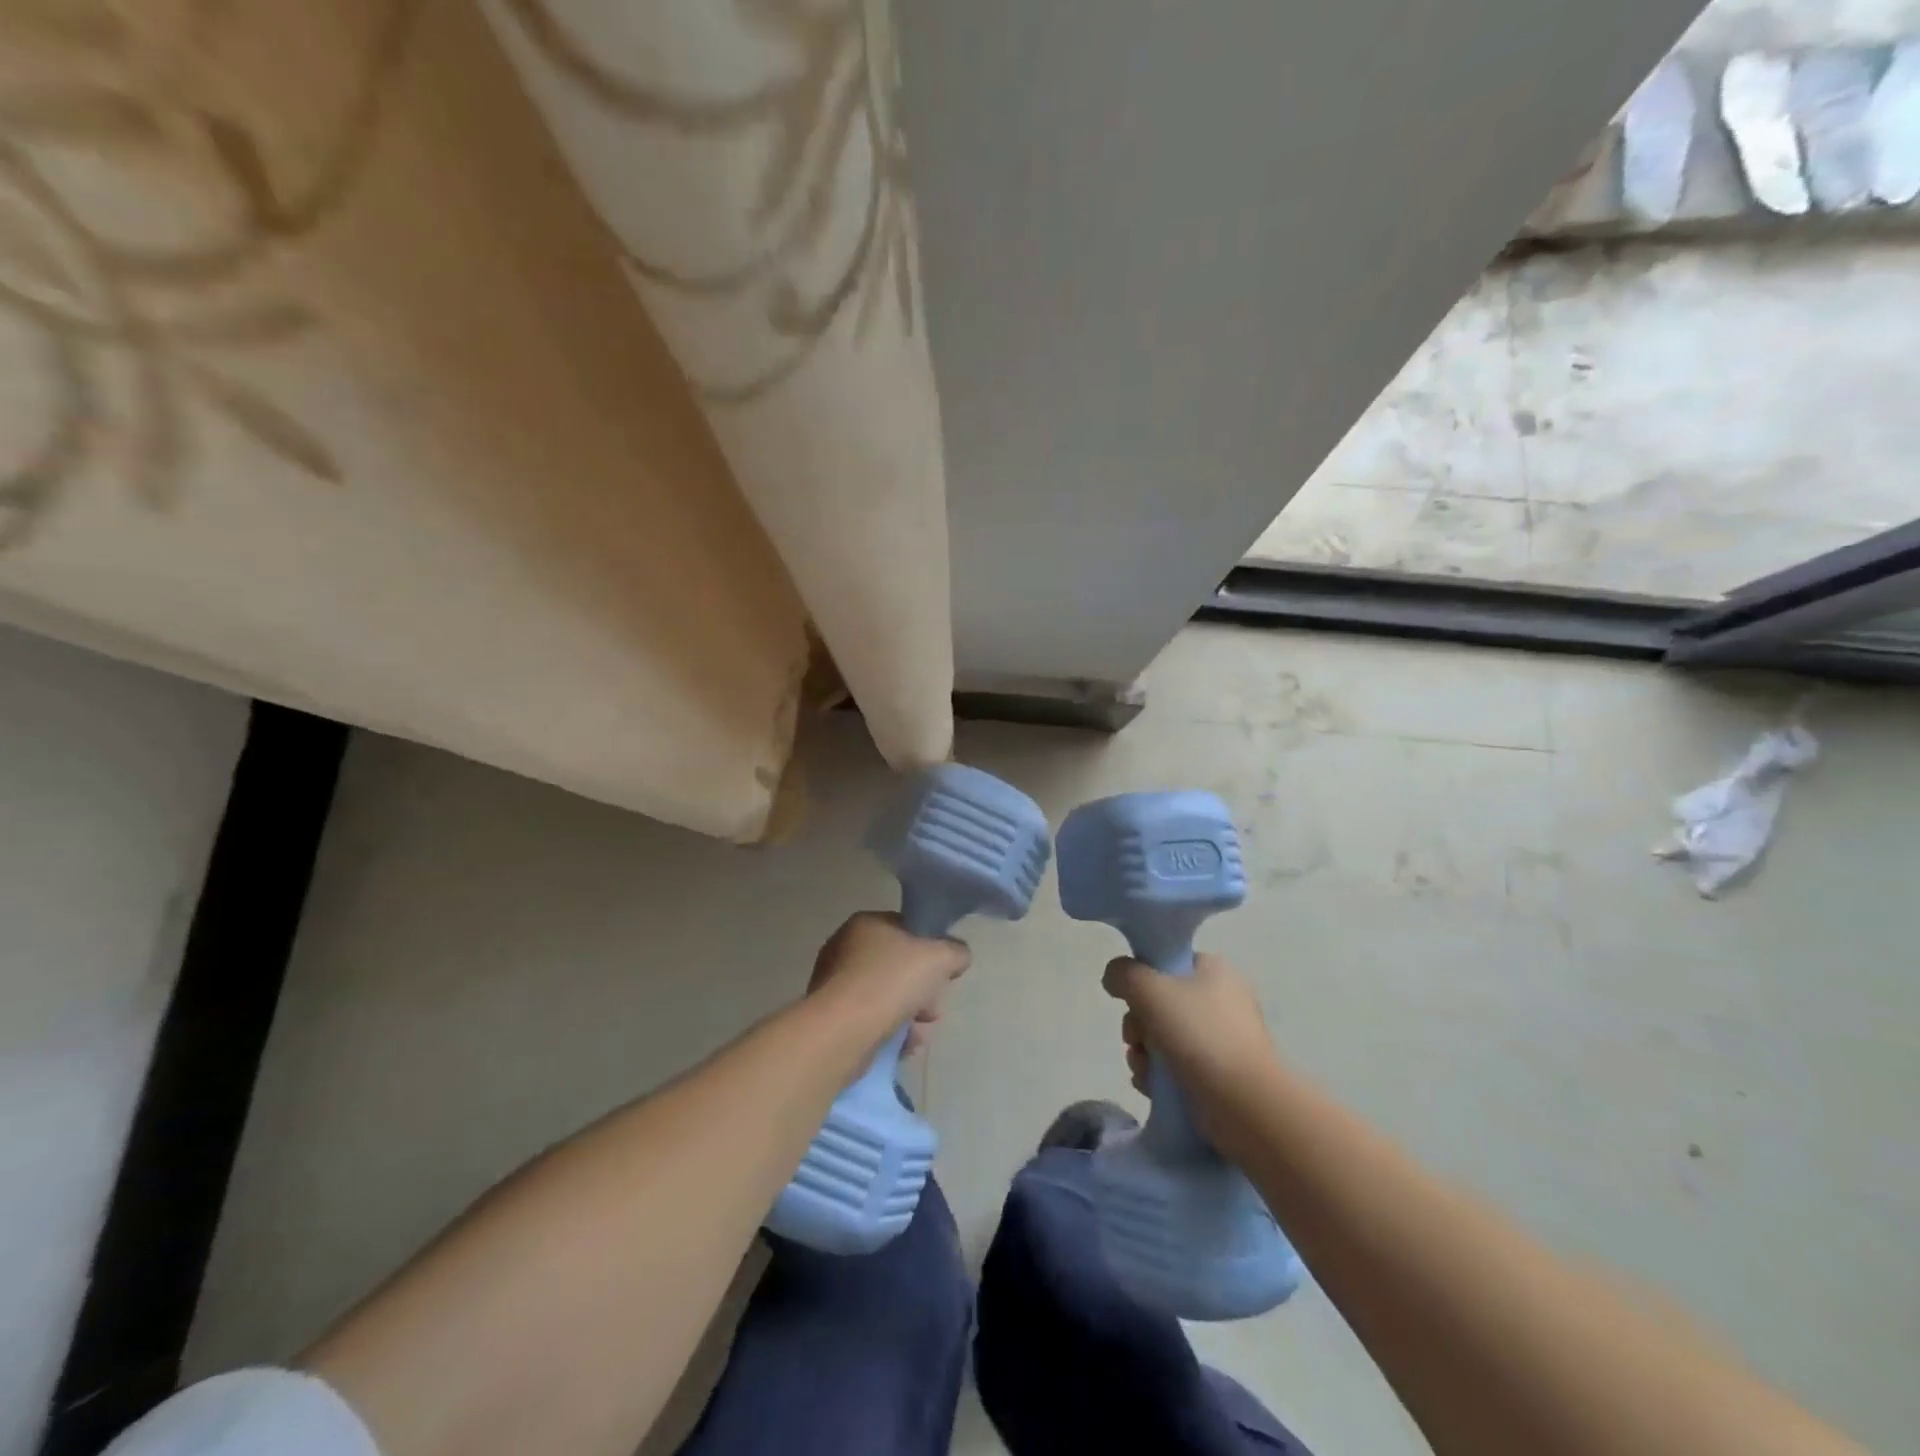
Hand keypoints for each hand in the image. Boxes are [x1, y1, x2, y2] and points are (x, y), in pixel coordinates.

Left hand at [807, 912, 969, 1053]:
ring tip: (919, 1036)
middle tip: (933, 1011)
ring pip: (886, 996)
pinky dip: (889, 1031)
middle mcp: (845, 947)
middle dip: (922, 991)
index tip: (943, 974)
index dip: (930, 949)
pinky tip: (903, 1047)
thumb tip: (959, 956)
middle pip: (898, 967)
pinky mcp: (832, 1016)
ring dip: (909, 1016)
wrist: (843, 1030)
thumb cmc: (891, 981)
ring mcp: (834, 983)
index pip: (906, 929)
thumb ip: (955, 952)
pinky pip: (870, 1019)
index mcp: (866, 923)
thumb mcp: (939, 957)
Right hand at [1103, 953, 1280, 1130]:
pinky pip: (1175, 1067)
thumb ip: (1123, 974)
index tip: (1132, 1000)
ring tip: (1144, 1069)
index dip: (1142, 980)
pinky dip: (1158, 1076)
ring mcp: (1221, 1040)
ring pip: (1163, 1037)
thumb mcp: (1150, 990)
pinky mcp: (1217, 1075)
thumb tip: (1114, 978)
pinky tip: (1150, 1087)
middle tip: (1136, 1039)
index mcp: (1214, 971)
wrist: (1246, 1106)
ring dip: (1143, 1053)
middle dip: (1138, 1024)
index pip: (1167, 963)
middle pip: (1160, 1002)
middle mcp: (1221, 1000)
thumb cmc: (1200, 1036)